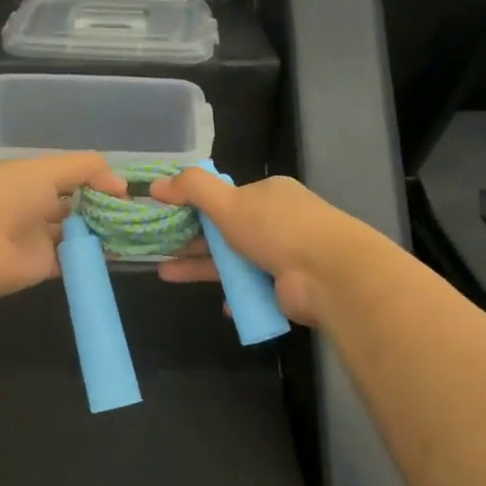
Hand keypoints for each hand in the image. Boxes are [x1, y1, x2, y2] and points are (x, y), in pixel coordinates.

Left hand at [0, 153, 130, 303]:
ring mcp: (38, 237)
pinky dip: (93, 256)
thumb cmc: (8, 196)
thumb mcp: (47, 169)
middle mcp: (33, 205)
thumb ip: (86, 168)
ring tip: (133, 230)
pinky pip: (74, 260)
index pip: (69, 175)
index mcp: (29, 178)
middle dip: (103, 206)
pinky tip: (118, 251)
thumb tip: (121, 182)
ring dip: (101, 231)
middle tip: (135, 211)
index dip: (97, 179)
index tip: (124, 188)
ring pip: (77, 232)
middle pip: (75, 204)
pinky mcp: (43, 266)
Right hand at [149, 171, 368, 327]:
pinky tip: (218, 302)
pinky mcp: (286, 286)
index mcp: (268, 194)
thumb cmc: (277, 229)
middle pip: (225, 230)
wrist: (329, 275)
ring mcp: (283, 255)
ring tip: (164, 274)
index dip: (194, 205)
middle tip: (157, 248)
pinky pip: (251, 288)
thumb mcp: (228, 202)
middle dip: (190, 240)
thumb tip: (156, 183)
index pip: (225, 197)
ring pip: (234, 260)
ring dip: (201, 266)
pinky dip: (233, 294)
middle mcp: (277, 221)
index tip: (166, 215)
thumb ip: (192, 189)